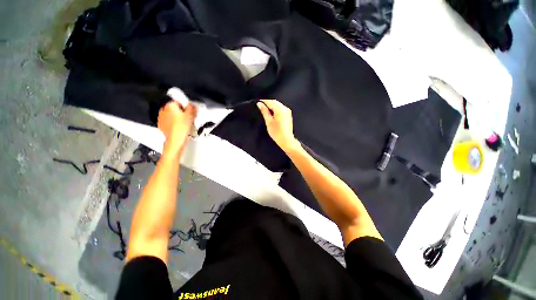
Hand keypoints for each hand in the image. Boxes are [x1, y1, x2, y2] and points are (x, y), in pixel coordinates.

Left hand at [158, 101, 196, 154]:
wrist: (175, 140)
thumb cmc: (182, 127)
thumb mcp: (190, 115)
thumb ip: (191, 108)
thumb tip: (190, 104)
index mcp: (170, 105)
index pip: (178, 102)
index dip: (185, 107)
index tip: (190, 112)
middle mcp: (163, 110)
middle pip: (174, 109)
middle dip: (181, 112)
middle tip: (188, 119)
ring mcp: (161, 118)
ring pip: (171, 115)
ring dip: (176, 118)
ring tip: (184, 124)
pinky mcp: (161, 125)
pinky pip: (168, 122)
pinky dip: (173, 124)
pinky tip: (178, 128)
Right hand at [257, 99, 299, 152]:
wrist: (286, 140)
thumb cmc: (277, 132)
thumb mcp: (268, 121)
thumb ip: (264, 111)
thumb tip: (259, 104)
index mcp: (280, 109)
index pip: (270, 101)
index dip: (263, 101)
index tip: (258, 103)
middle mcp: (285, 108)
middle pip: (275, 102)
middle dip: (268, 103)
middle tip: (261, 107)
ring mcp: (288, 112)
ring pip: (278, 105)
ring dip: (272, 106)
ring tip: (265, 111)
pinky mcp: (288, 115)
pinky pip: (281, 109)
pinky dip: (276, 109)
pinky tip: (272, 114)